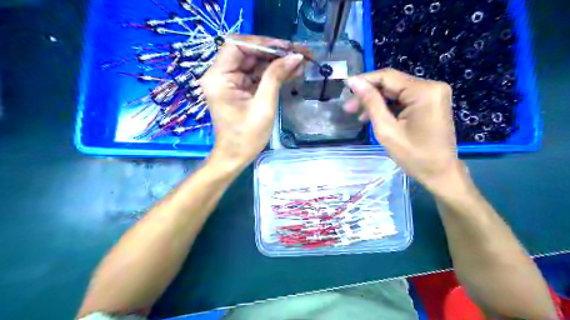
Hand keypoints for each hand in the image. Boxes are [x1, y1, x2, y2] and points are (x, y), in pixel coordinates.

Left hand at [202, 34, 304, 169]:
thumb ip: (276, 77)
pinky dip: (273, 74)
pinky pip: (257, 76)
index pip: (238, 46)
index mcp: (219, 77)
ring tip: (301, 62)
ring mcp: (231, 82)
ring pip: (255, 64)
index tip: (286, 48)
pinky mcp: (240, 89)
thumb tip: (295, 56)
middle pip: (248, 53)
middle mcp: (221, 75)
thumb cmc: (246, 136)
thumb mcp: (263, 106)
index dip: (262, 43)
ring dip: (277, 63)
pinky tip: (292, 72)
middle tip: (300, 53)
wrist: (236, 157)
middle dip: (274, 52)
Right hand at [342, 67, 467, 194]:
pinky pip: (404, 99)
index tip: (345, 87)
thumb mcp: (386, 129)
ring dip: (376, 102)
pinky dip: (388, 107)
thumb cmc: (413, 156)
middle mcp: (432, 86)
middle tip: (348, 108)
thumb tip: (355, 82)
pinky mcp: (431, 102)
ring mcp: (433, 94)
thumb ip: (371, 103)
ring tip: (358, 116)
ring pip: (396, 92)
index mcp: (424, 91)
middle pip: (392, 84)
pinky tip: (374, 117)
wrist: (440, 173)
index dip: (364, 81)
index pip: (387, 77)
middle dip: (369, 95)